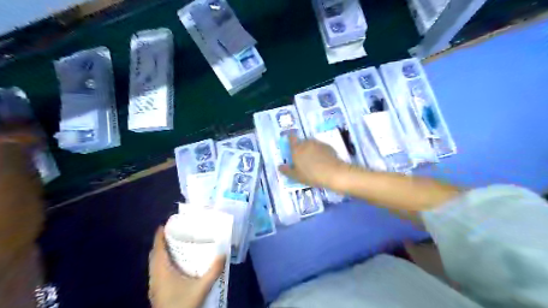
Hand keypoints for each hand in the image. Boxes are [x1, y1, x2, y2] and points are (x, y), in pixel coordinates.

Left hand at [148, 226, 224, 307]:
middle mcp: (155, 276)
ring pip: (153, 264)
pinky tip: (173, 265)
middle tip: (173, 233)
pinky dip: (161, 263)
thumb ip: (213, 271)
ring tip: (174, 245)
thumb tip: (223, 254)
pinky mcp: (156, 292)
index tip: (165, 224)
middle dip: (161, 242)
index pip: (158, 249)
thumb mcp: (201, 288)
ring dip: (160, 253)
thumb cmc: (182, 304)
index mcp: (162, 271)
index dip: (159, 236)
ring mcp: (153, 285)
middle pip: (154, 255)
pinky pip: (156, 271)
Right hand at [278, 134, 345, 188]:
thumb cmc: (311, 175)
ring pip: (312, 144)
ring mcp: (318, 143)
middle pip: (302, 142)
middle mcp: (307, 143)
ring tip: (313, 161)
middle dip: (301, 148)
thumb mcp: (296, 176)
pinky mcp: (328, 146)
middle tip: (302, 159)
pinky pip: (321, 148)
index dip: (290, 138)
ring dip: (311, 150)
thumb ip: (286, 170)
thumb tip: (279, 166)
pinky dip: (320, 152)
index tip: (290, 141)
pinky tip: (322, 161)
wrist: (333, 173)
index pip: (291, 138)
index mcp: (297, 149)